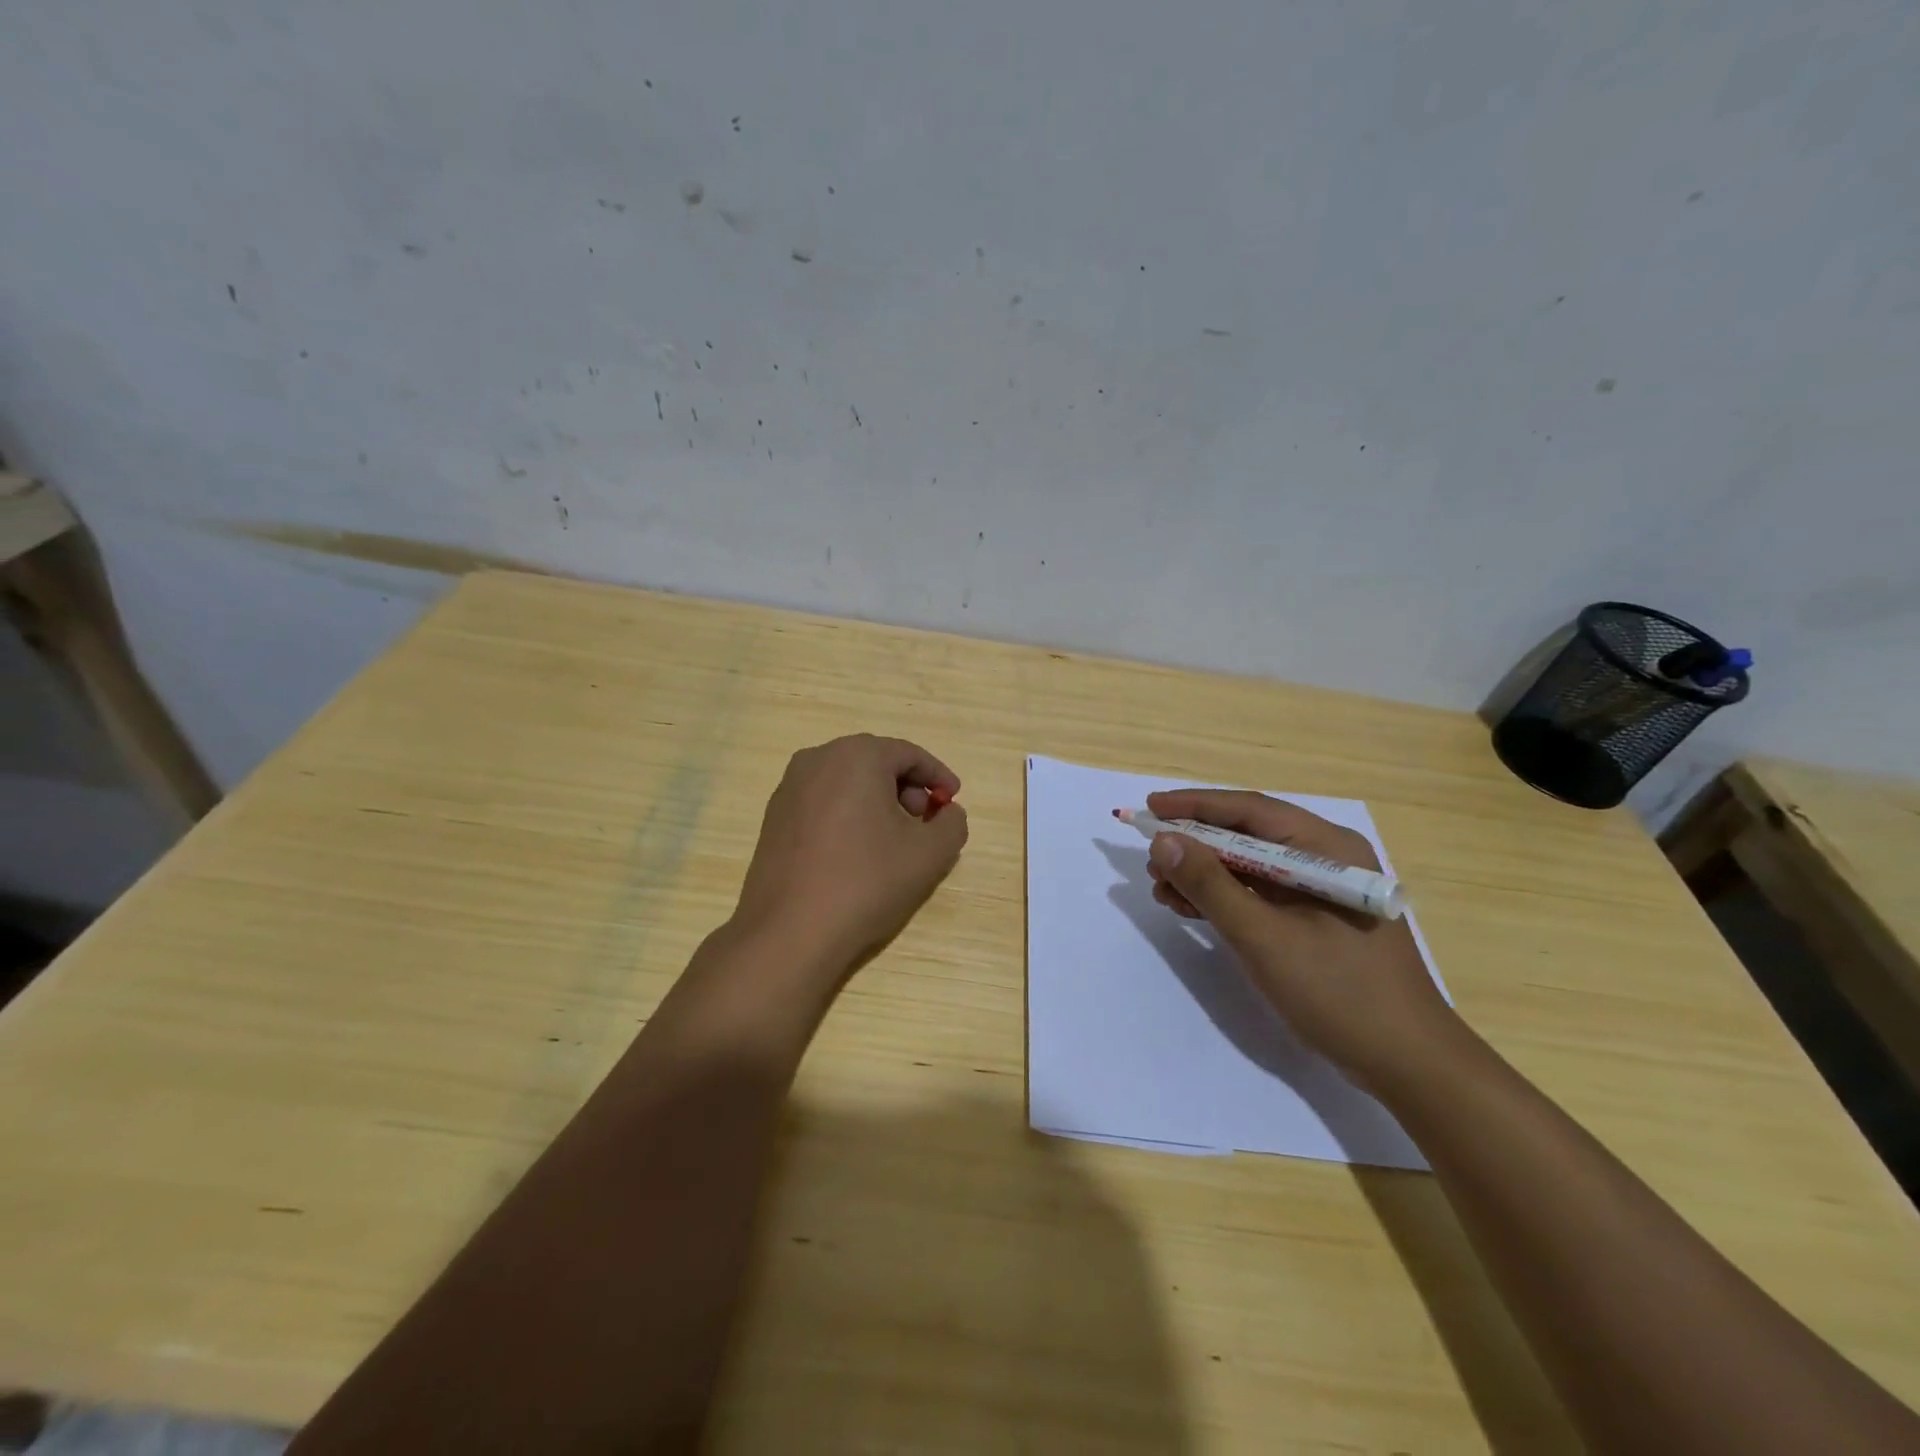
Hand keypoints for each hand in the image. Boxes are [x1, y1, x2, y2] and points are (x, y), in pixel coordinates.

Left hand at [731, 734, 968, 971]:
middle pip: (876, 763)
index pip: (909, 754)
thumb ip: (952, 823)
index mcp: (857, 755)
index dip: (938, 776)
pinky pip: (823, 802)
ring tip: (893, 842)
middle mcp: (818, 759)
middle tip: (924, 823)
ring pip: (848, 782)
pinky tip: (857, 853)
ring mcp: (789, 787)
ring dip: (878, 803)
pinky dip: (848, 815)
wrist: (790, 931)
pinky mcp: (774, 817)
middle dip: (907, 789)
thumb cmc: (866, 881)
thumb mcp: (929, 853)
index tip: (953, 801)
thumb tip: (947, 812)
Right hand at [1144, 788, 1456, 1094]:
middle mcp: (1324, 858)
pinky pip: (1259, 894)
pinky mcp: (1315, 920)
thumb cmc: (1339, 992)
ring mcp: (1320, 891)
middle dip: (1194, 845)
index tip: (1149, 807)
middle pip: (1246, 836)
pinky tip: (1189, 908)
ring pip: (1249, 866)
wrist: (1408, 1064)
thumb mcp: (1263, 936)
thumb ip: (1210, 885)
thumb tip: (1163, 841)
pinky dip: (1223, 898)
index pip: (1248, 810)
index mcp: (1325, 848)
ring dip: (1203, 874)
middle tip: (1150, 859)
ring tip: (1160, 888)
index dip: (1194, 806)